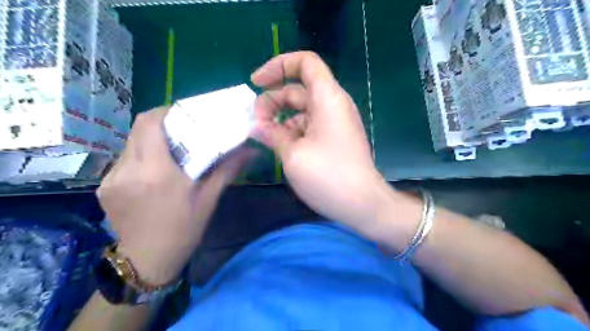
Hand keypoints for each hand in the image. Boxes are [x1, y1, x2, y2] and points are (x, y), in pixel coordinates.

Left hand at [97, 106, 253, 284]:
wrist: (149, 261)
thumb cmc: (184, 229)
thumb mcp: (209, 198)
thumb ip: (227, 169)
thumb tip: (251, 151)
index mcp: (156, 172)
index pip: (150, 123)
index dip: (166, 111)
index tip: (184, 113)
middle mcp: (128, 170)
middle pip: (138, 129)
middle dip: (161, 124)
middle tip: (182, 129)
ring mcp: (111, 178)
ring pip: (130, 144)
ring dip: (151, 141)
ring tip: (170, 151)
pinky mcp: (104, 187)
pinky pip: (124, 160)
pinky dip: (141, 156)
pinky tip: (155, 171)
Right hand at [250, 51, 381, 229]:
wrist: (362, 204)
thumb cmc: (328, 177)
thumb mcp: (292, 155)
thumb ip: (271, 134)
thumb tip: (255, 126)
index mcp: (327, 98)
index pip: (305, 63)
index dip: (279, 66)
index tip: (256, 83)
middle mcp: (333, 105)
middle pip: (297, 89)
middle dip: (272, 101)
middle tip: (255, 124)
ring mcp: (334, 123)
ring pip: (301, 110)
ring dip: (280, 119)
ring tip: (264, 137)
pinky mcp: (334, 138)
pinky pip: (309, 126)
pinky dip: (292, 131)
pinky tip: (279, 146)